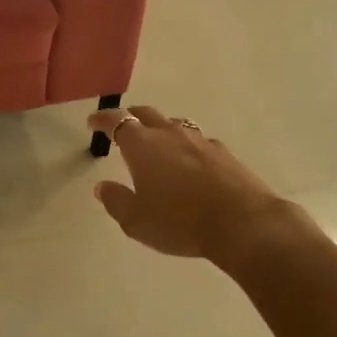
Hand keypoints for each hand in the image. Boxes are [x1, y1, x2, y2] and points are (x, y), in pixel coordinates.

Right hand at [87, 104, 290, 260]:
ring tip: (156, 144)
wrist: (242, 222)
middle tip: (122, 128)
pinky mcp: (223, 152)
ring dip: (160, 129)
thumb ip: (116, 201)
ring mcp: (200, 140)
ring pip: (173, 124)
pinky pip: (197, 141)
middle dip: (130, 117)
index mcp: (143, 145)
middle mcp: (170, 134)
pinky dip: (186, 146)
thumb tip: (102, 187)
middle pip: (145, 114)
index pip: (117, 121)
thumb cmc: (180, 222)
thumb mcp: (137, 221)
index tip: (93, 122)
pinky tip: (190, 163)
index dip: (102, 120)